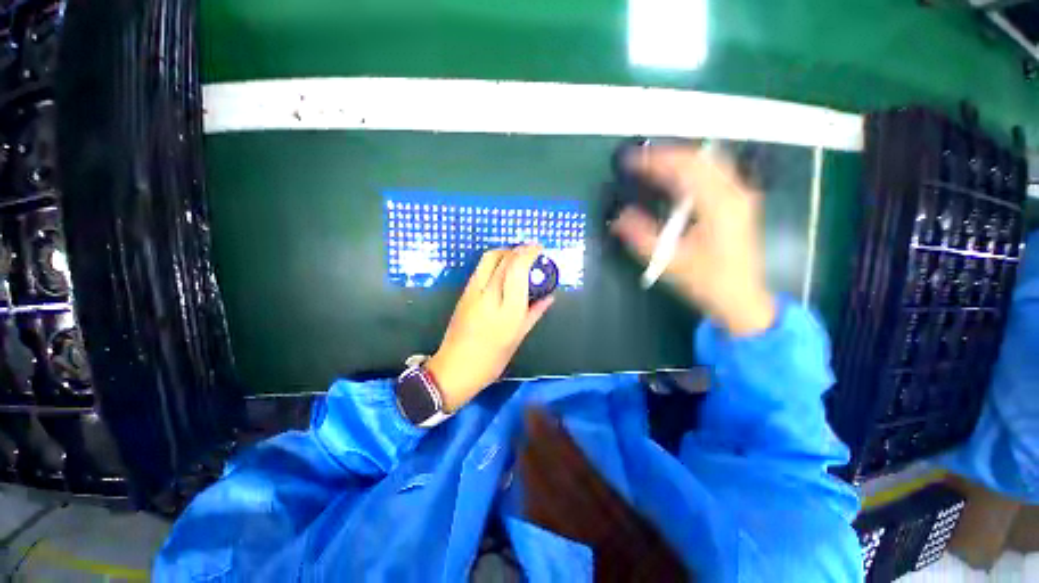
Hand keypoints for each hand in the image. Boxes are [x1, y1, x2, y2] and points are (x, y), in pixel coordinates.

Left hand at [426, 245, 554, 411]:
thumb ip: (535, 313)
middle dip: (519, 249)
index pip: (518, 269)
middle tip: (530, 252)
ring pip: (489, 258)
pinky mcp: (464, 292)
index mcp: (508, 310)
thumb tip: (549, 297)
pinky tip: (503, 270)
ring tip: (517, 258)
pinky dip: (495, 261)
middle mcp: (489, 295)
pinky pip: (481, 268)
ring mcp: (473, 291)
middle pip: (503, 258)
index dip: (529, 253)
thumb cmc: (492, 359)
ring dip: (505, 252)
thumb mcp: (518, 338)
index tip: (539, 248)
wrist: (455, 368)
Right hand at [610, 144, 775, 336]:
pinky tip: (675, 179)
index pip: (685, 168)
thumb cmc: (709, 282)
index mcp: (720, 205)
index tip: (630, 161)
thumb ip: (642, 238)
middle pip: (699, 158)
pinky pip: (714, 173)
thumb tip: (618, 219)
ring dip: (679, 160)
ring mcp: (741, 195)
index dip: (654, 161)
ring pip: (709, 162)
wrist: (742, 298)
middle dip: (666, 155)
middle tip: (639, 160)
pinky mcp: (739, 202)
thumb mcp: (670, 262)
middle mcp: (735, 192)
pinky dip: (690, 170)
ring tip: (652, 165)